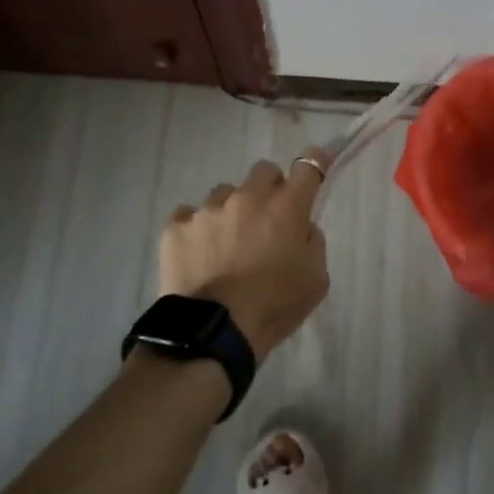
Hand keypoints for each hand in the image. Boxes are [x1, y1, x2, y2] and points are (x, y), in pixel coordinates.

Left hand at [159, 152, 330, 362]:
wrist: (215, 332)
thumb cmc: (275, 306)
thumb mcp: (316, 278)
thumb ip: (312, 241)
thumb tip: (300, 225)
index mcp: (286, 207)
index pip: (308, 166)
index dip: (315, 161)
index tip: (317, 162)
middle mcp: (248, 197)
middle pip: (264, 171)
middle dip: (270, 188)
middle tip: (268, 218)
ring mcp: (208, 209)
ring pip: (225, 193)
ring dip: (232, 210)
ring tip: (227, 243)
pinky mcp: (176, 226)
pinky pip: (189, 215)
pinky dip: (197, 229)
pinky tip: (199, 252)